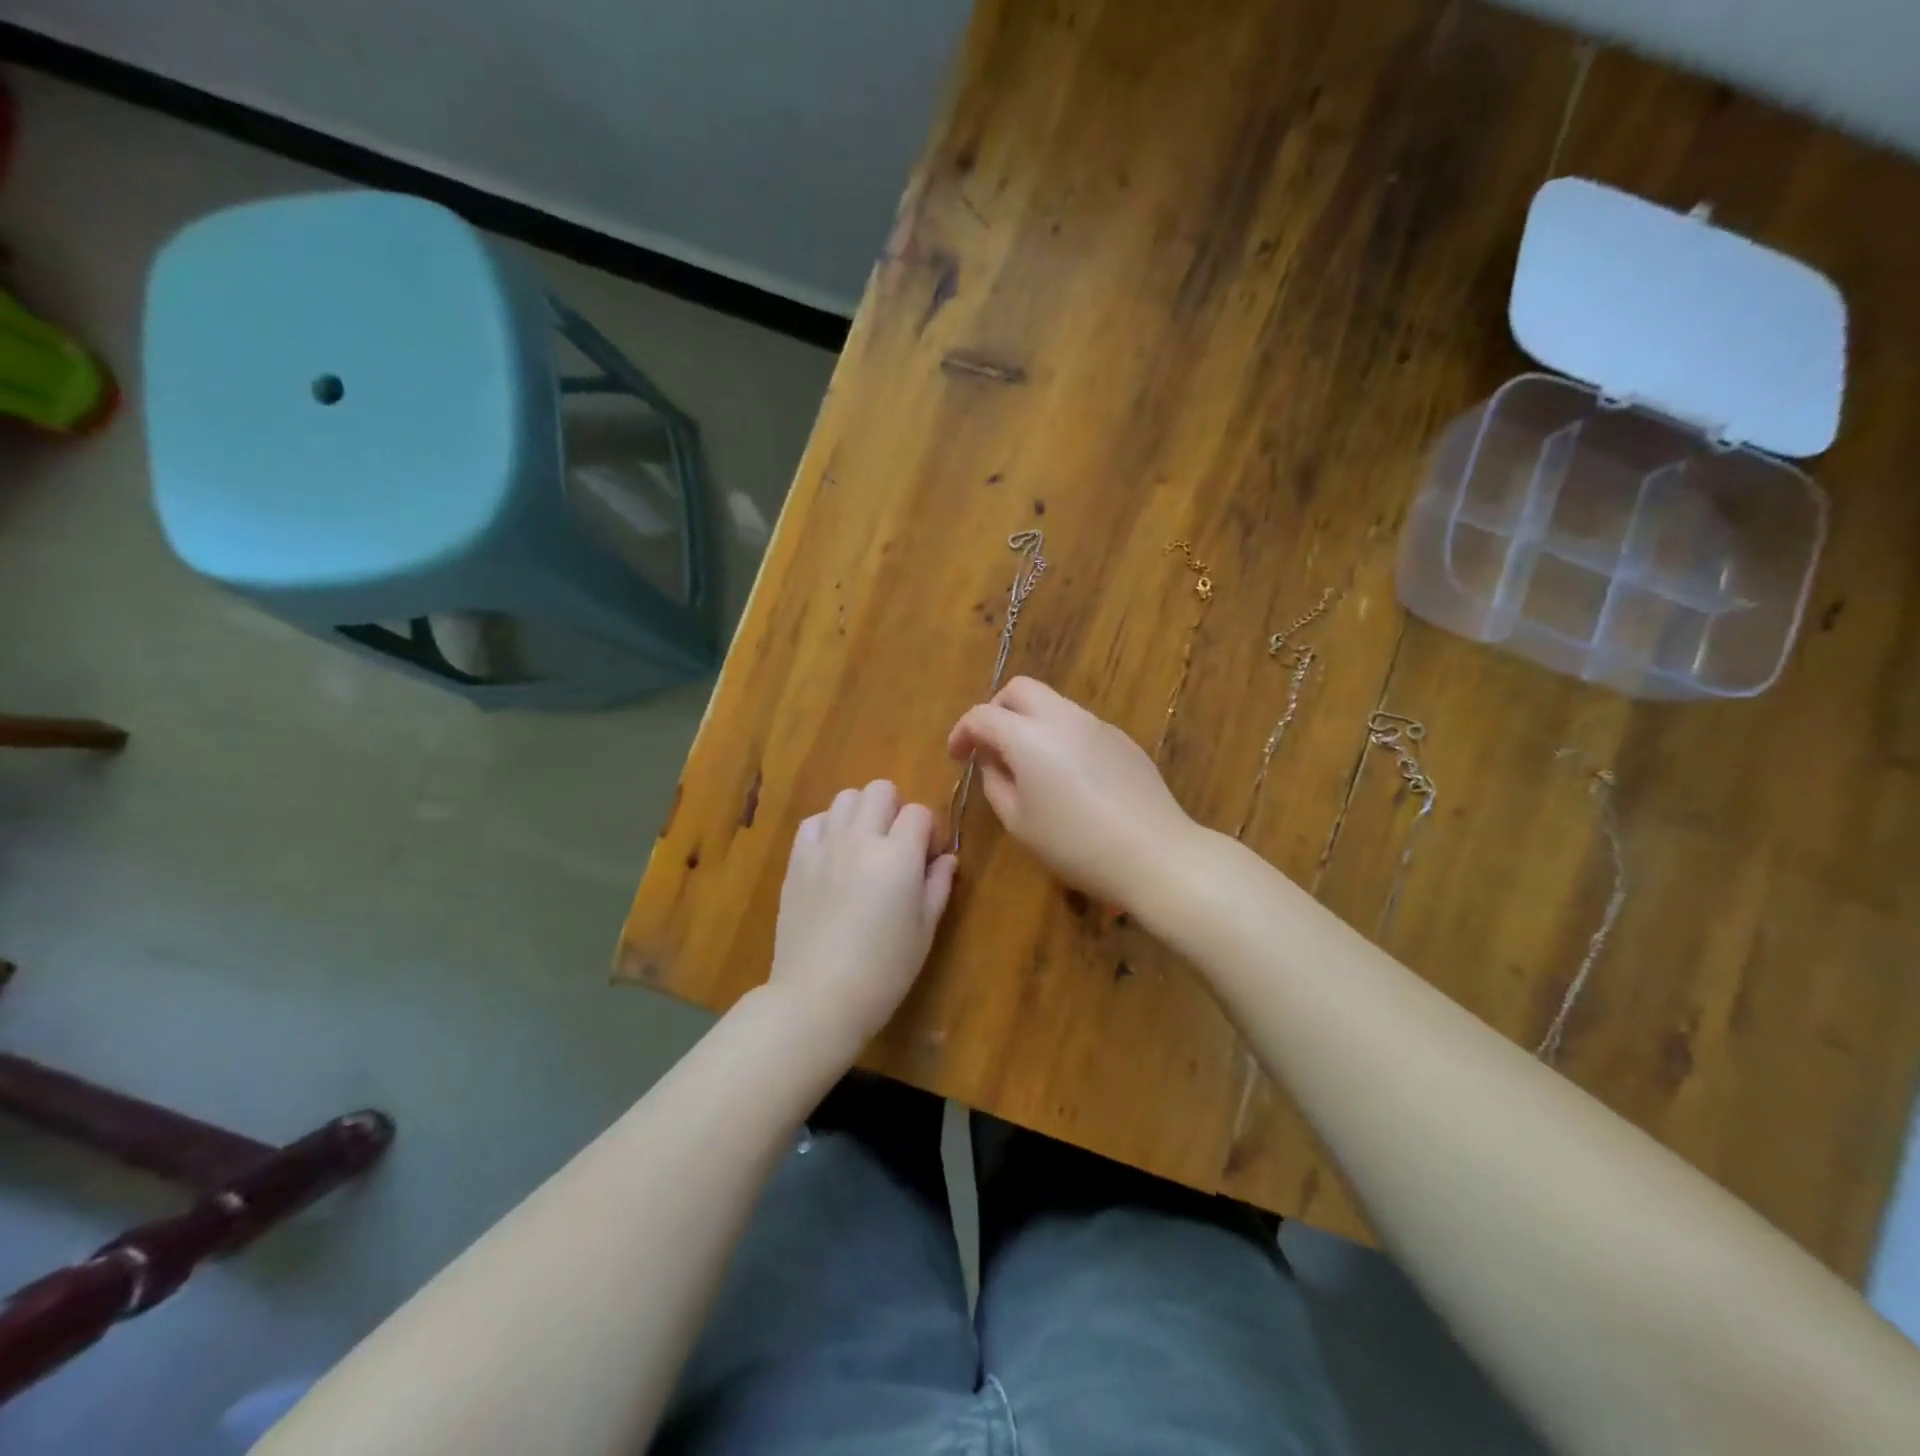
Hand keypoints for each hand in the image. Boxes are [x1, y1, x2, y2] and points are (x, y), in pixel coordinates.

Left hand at [769, 780, 957, 1055]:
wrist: (817, 997)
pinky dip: (829, 828)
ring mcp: (824, 847)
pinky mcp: (797, 861)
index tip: (926, 860)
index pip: (919, 812)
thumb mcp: (924, 931)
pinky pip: (814, 821)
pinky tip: (834, 856)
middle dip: (895, 811)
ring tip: (863, 848)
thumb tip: (946, 859)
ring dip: (861, 814)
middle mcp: (860, 840)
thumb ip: (938, 886)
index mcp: (898, 856)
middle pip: (880, 790)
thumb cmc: (883, 970)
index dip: (928, 831)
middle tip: (896, 848)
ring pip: (845, 798)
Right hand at [946, 677, 1197, 910]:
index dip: (962, 732)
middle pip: (1020, 689)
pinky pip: (1079, 724)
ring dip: (1030, 722)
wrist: (1153, 853)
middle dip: (996, 710)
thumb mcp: (1019, 822)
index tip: (957, 756)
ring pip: (1052, 704)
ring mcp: (1097, 725)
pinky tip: (1068, 777)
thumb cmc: (1074, 844)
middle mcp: (1063, 717)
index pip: (982, 715)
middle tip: (990, 745)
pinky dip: (1059, 736)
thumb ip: (995, 782)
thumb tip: (993, 760)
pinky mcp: (1122, 739)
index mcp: (1028, 736)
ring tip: (1028, 765)